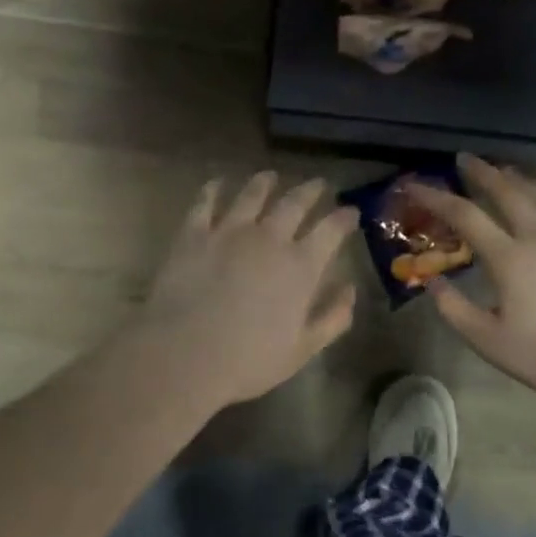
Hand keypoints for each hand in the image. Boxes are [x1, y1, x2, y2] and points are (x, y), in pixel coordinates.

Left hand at [138, 172, 359, 406]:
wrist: (184, 355)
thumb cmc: (248, 360)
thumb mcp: (302, 349)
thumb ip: (333, 318)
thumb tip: (350, 289)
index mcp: (301, 266)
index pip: (331, 230)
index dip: (344, 218)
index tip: (351, 211)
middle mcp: (269, 238)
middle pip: (295, 203)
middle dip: (311, 191)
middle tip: (318, 184)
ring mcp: (229, 231)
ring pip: (252, 195)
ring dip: (265, 183)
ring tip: (271, 176)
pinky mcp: (194, 234)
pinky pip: (206, 202)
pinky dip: (214, 189)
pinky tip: (217, 182)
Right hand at [409, 155, 535, 405]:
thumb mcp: (487, 340)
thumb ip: (454, 309)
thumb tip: (432, 281)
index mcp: (508, 259)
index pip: (465, 217)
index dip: (436, 198)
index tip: (415, 186)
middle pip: (508, 196)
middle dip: (484, 174)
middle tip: (466, 159)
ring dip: (522, 184)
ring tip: (508, 171)